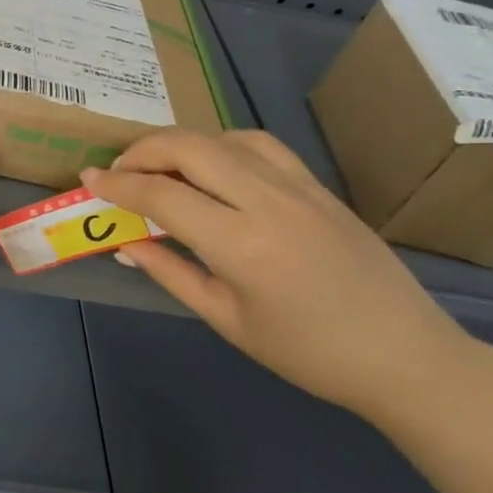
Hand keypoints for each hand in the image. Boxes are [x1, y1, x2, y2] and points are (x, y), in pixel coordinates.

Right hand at [82, 129, 479, 420]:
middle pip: (191, 148)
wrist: (404, 354)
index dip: (118, 184)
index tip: (88, 180)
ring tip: (158, 164)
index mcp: (241, 245)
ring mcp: (299, 187)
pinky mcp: (319, 186)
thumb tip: (125, 244)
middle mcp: (268, 202)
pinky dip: (222, 144)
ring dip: (181, 143)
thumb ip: (172, 274)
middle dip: (143, 150)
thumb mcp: (228, 320)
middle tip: (118, 170)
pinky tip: (212, 164)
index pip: (162, 195)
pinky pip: (261, 145)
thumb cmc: (308, 353)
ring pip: (224, 138)